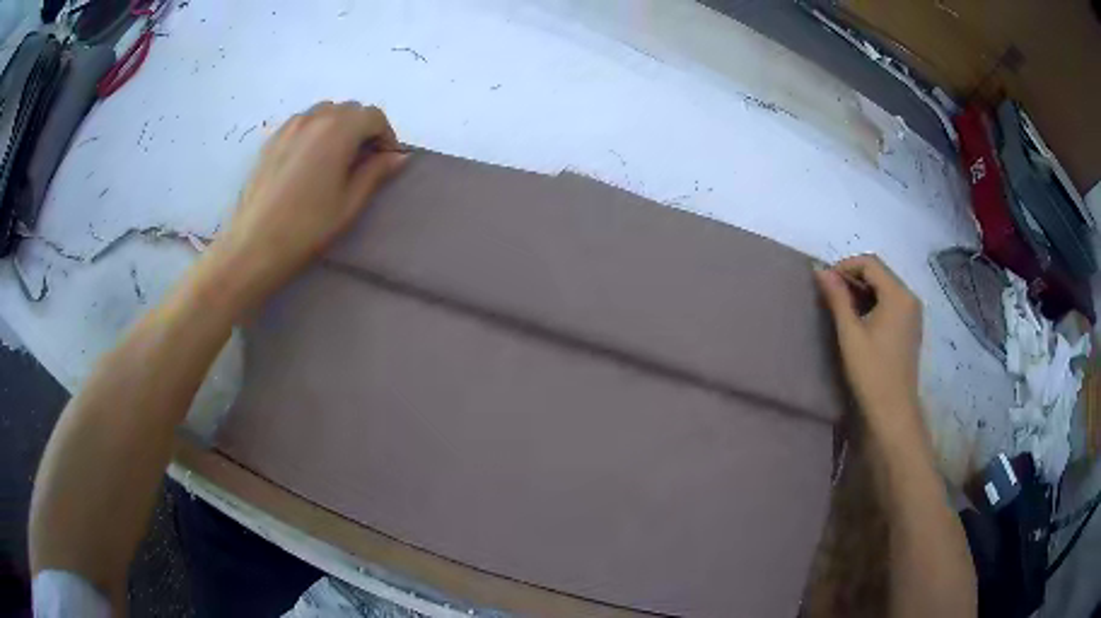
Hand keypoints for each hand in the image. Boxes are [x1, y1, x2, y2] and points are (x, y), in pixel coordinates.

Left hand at [210, 101, 407, 301]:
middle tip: (363, 162)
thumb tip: (398, 156)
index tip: (386, 161)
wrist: (254, 246)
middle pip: (349, 110)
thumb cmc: (307, 228)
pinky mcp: (271, 140)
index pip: (373, 116)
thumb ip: (376, 172)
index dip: (386, 136)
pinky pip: (302, 124)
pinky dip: (315, 132)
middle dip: (362, 129)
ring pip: (324, 113)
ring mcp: (288, 126)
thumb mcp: (350, 203)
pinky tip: (310, 162)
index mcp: (338, 129)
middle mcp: (313, 118)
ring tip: (336, 159)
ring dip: (338, 127)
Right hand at [815, 255, 923, 437]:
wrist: (893, 411)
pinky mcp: (911, 327)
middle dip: (853, 278)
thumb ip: (837, 298)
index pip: (870, 263)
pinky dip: (874, 303)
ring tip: (842, 309)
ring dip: (862, 291)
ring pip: (885, 287)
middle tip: (830, 296)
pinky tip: (860, 321)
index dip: (845, 266)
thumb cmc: (871, 372)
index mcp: (898, 294)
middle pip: (879, 273)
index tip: (825, 283)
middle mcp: (910, 297)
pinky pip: (891, 302)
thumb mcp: (850, 333)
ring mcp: (913, 313)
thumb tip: (820, 270)